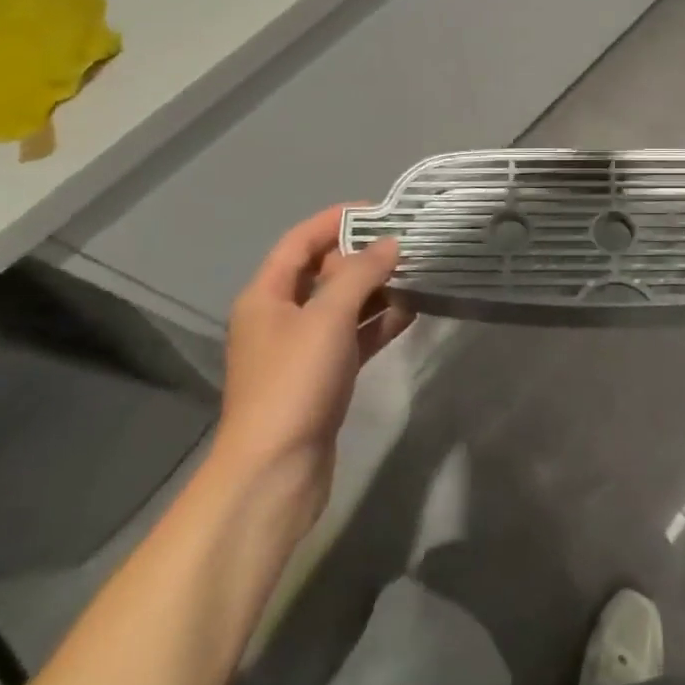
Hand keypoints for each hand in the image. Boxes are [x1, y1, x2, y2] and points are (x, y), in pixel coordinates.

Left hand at [210, 207, 411, 521]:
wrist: (275, 473)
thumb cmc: (294, 383)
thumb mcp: (327, 318)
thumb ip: (360, 274)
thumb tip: (390, 244)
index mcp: (267, 295)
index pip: (301, 240)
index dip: (337, 220)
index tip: (382, 211)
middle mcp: (281, 316)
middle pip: (324, 271)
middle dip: (363, 254)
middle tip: (409, 243)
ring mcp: (303, 348)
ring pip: (343, 305)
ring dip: (377, 288)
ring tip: (418, 273)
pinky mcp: (324, 376)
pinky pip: (355, 336)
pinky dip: (379, 322)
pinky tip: (412, 312)